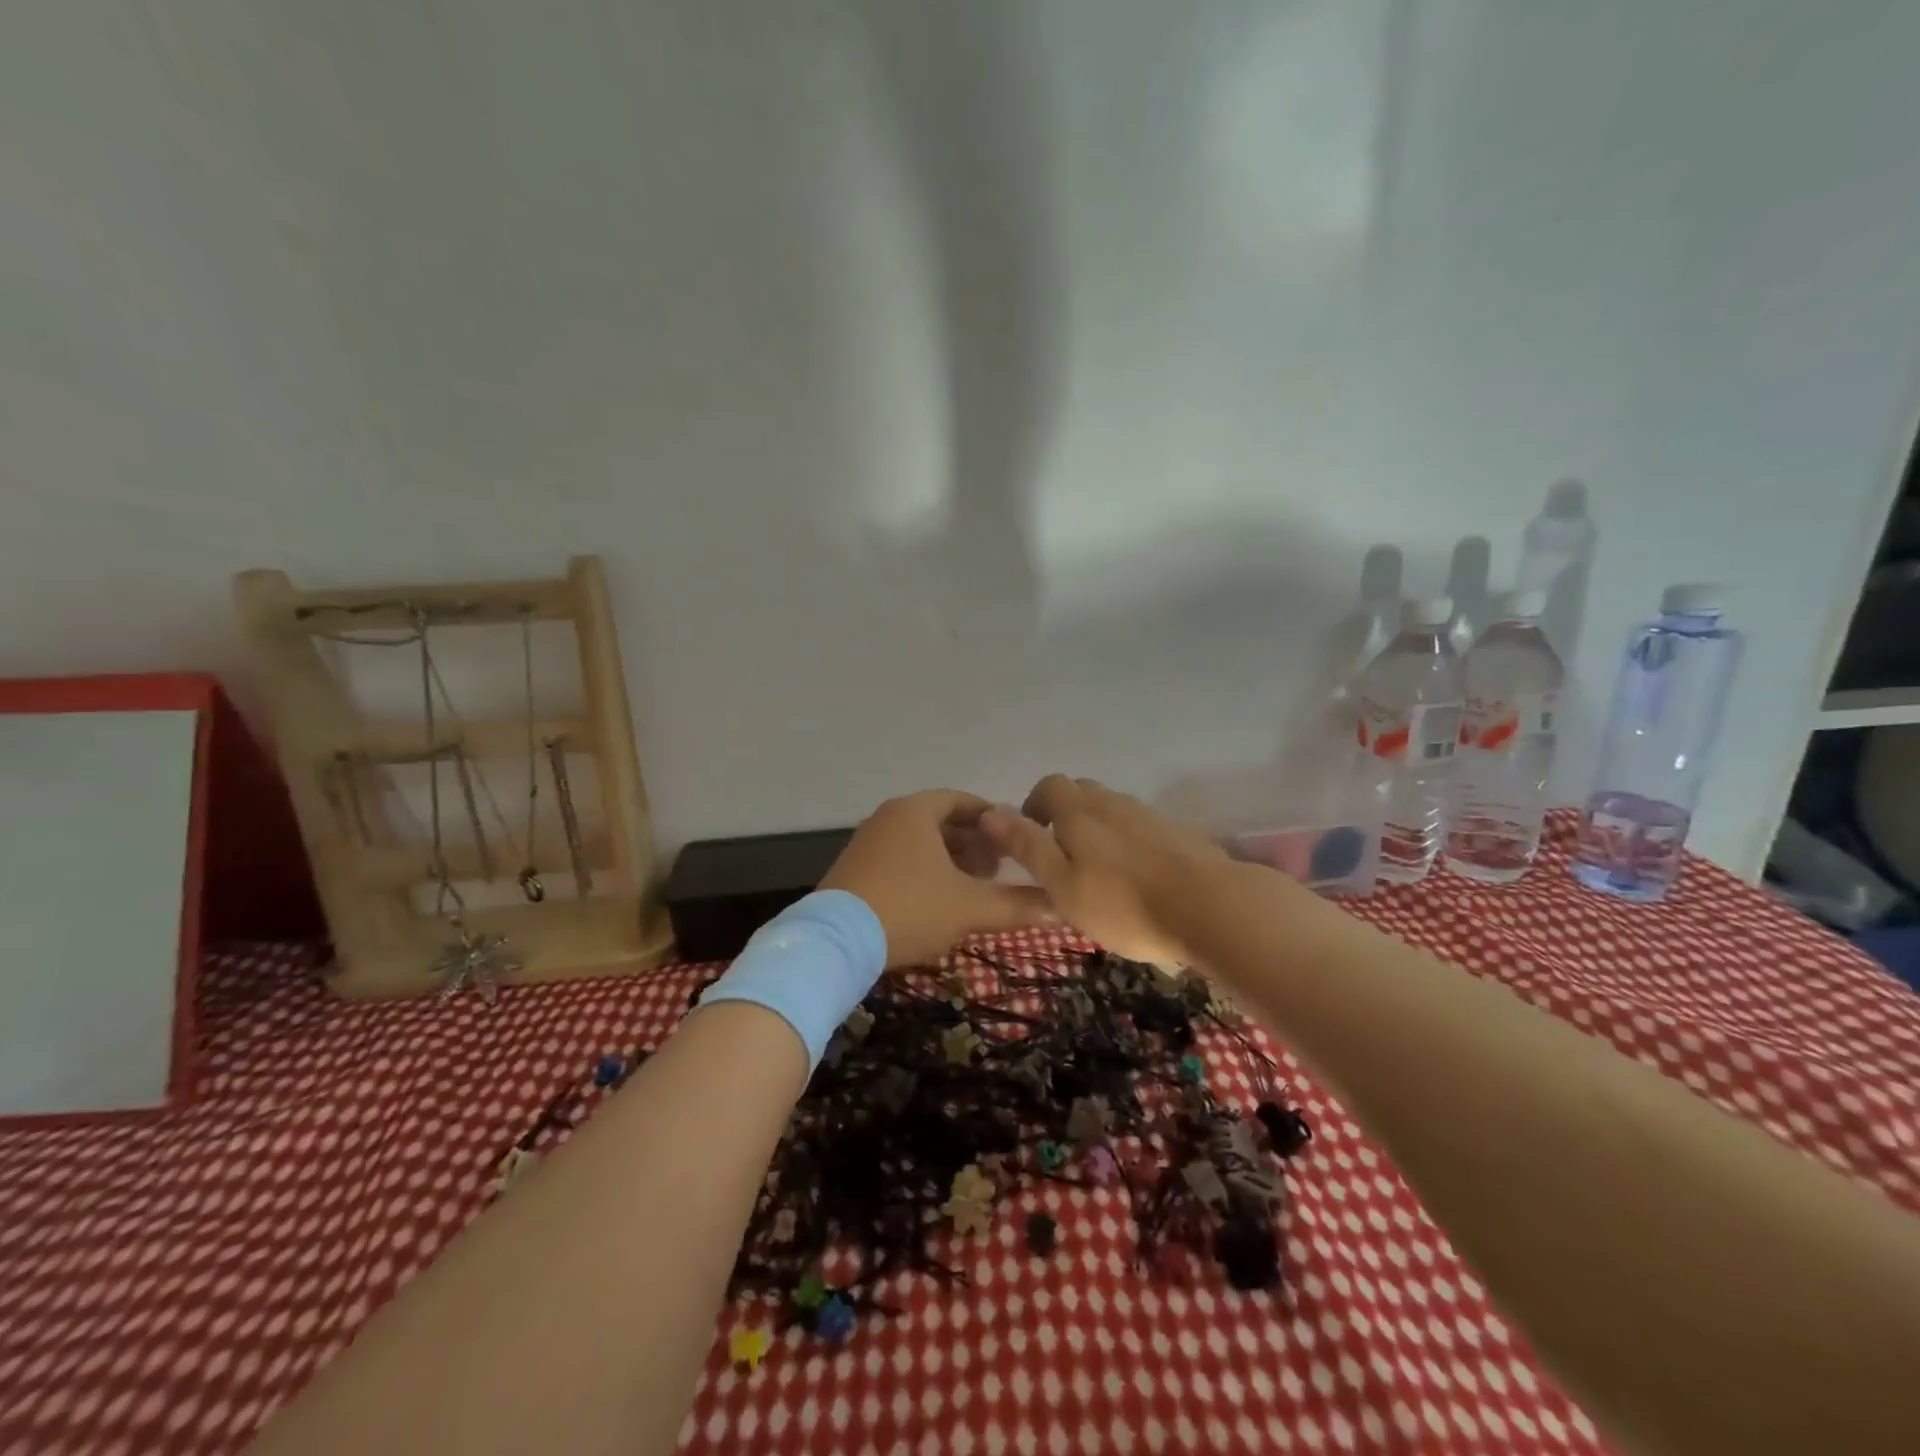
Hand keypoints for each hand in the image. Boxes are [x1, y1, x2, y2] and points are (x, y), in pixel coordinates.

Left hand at [821, 790, 1051, 967]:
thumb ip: (1017, 905)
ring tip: (976, 884)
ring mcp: (867, 844)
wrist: (834, 943)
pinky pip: (900, 859)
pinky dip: (925, 870)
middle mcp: (888, 818)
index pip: (963, 801)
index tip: (1016, 837)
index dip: (993, 818)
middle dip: (974, 842)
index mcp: (914, 811)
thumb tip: (1062, 909)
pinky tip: (940, 899)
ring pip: (920, 843)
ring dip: (951, 859)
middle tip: (1001, 866)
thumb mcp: (969, 907)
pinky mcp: (854, 870)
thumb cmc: (909, 909)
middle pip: (941, 821)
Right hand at [981, 775, 1228, 963]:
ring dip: (1097, 829)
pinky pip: (1140, 827)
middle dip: (1065, 814)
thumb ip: (1027, 846)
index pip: (1049, 785)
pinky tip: (1136, 877)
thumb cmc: (1124, 903)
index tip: (1032, 838)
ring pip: (1112, 809)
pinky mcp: (1178, 833)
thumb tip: (989, 811)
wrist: (1212, 909)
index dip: (1034, 806)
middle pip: (1082, 792)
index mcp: (1079, 811)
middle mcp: (1113, 802)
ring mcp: (1149, 815)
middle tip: (1062, 856)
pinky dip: (1128, 842)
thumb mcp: (1062, 884)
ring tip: (1099, 871)